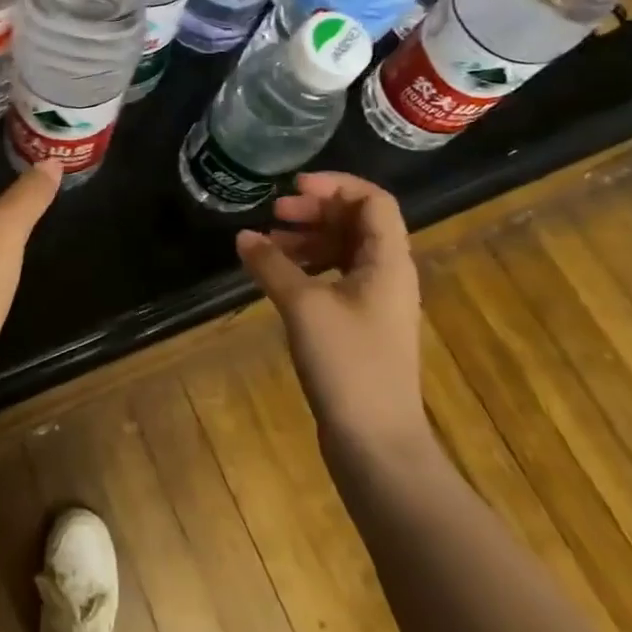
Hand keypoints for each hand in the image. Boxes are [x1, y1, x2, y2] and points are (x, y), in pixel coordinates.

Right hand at [236, 172, 429, 460]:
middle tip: (274, 214)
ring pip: (344, 250)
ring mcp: (375, 303)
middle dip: (315, 210)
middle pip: (356, 222)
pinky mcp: (360, 327)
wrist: (378, 446)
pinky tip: (278, 278)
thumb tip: (243, 236)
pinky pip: (336, 278)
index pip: (372, 200)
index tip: (292, 188)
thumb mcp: (304, 307)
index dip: (334, 184)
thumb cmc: (348, 366)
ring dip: (308, 239)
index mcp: (388, 262)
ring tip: (268, 246)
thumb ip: (272, 265)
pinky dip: (308, 268)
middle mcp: (388, 275)